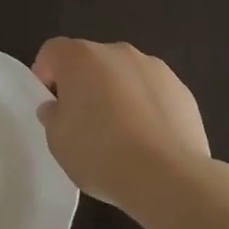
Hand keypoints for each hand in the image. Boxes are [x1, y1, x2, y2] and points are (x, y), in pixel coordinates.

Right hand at [32, 39, 212, 213]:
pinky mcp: (182, 90)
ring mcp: (153, 67)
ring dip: (117, 94)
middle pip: (91, 61)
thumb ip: (53, 116)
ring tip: (122, 136)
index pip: (53, 52)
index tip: (52, 106)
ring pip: (124, 75)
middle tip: (84, 124)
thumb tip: (57, 107)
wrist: (169, 177)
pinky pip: (152, 93)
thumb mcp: (57, 141)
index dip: (46, 75)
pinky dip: (147, 108)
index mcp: (80, 57)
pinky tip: (149, 142)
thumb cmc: (101, 154)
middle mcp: (117, 52)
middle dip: (84, 85)